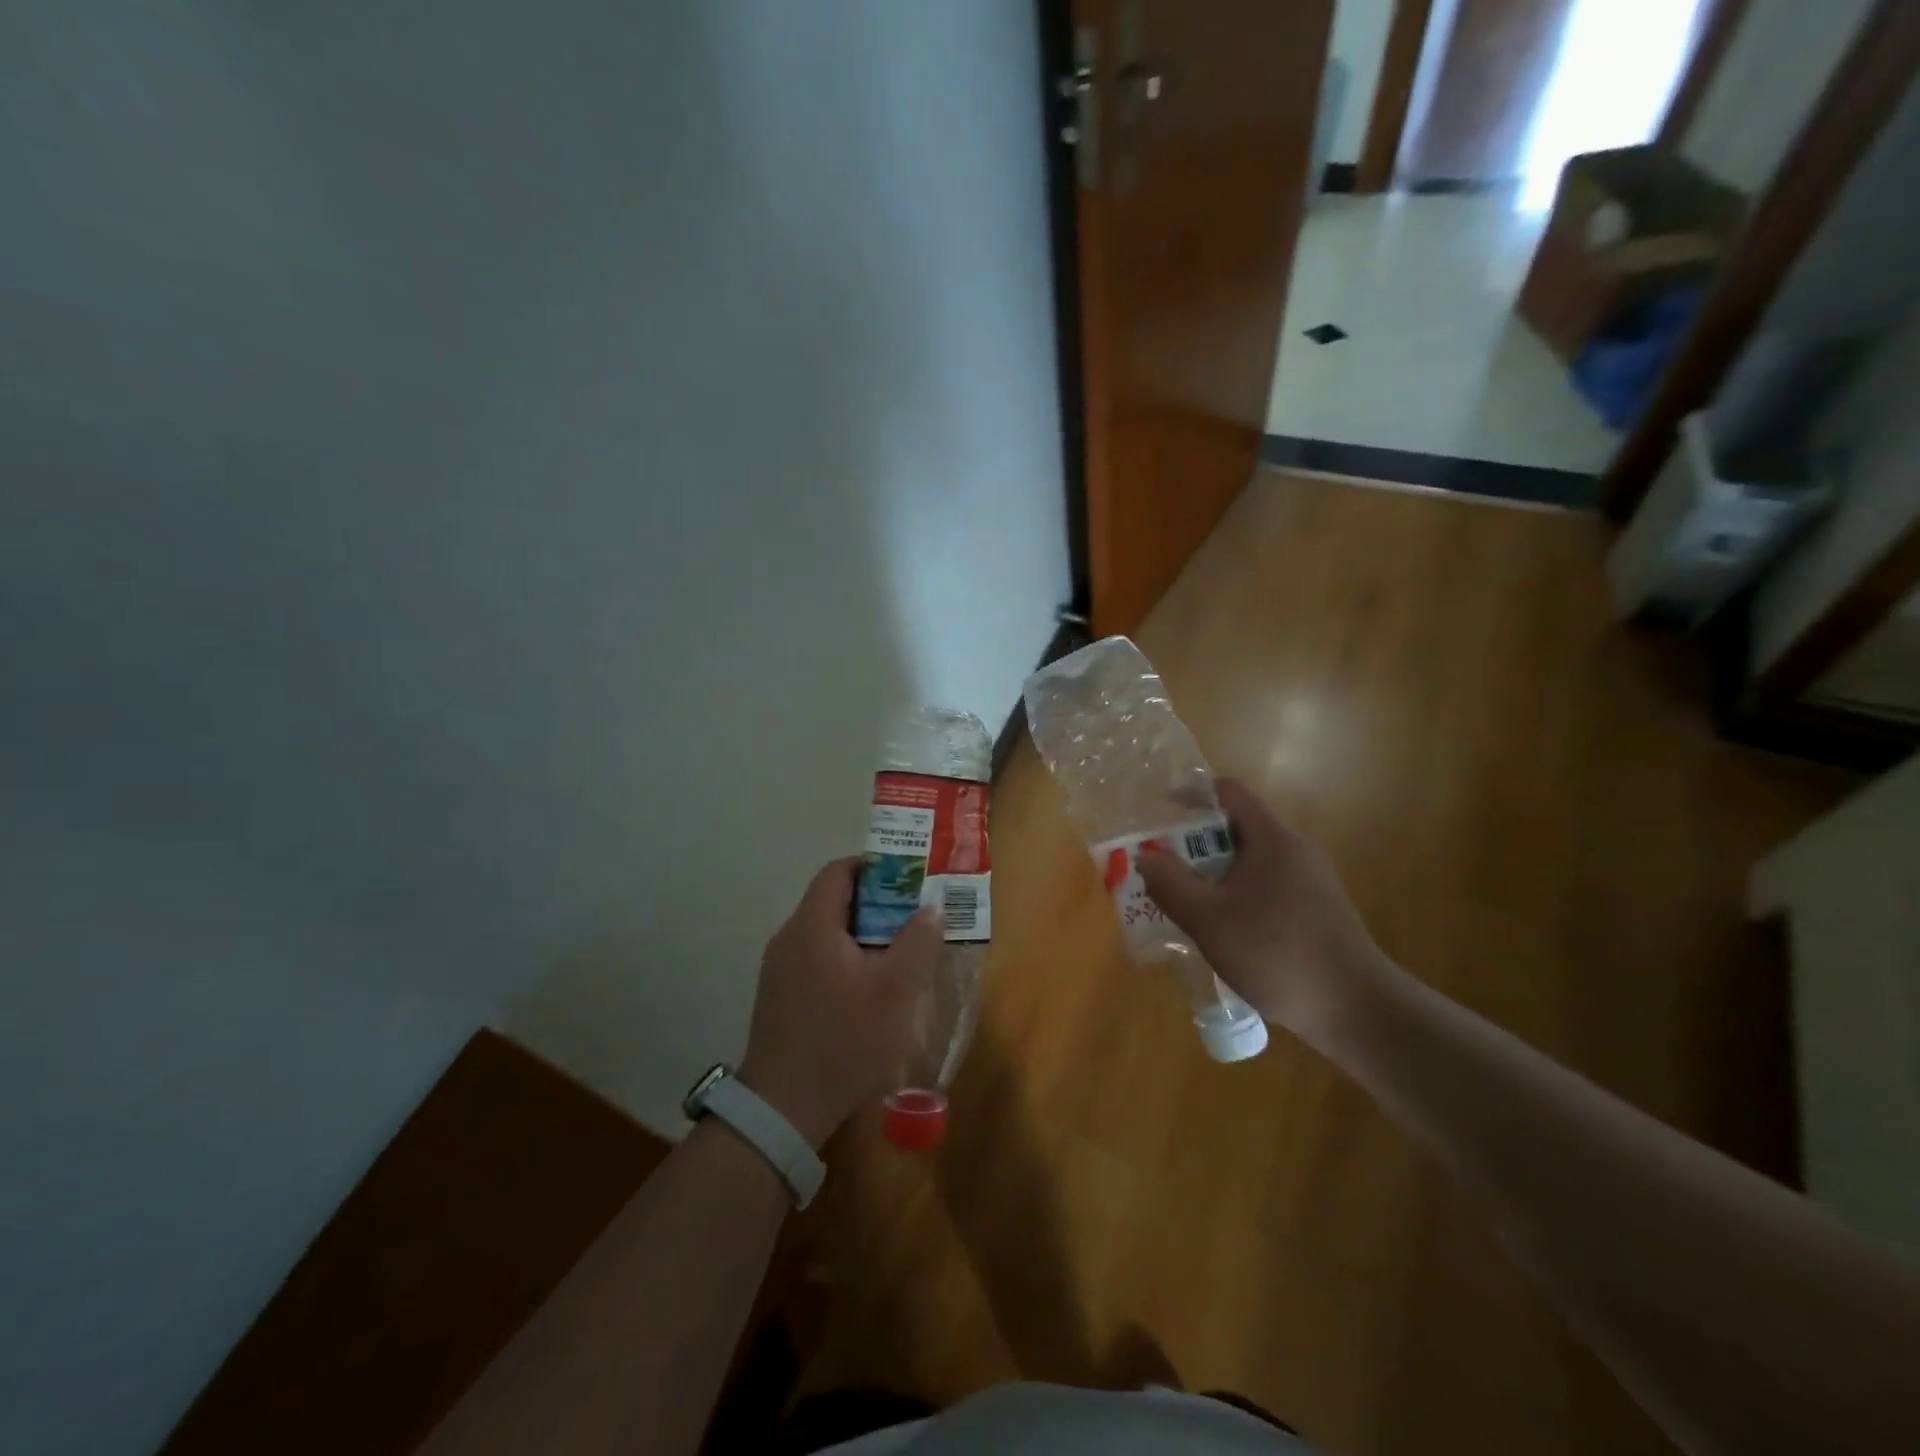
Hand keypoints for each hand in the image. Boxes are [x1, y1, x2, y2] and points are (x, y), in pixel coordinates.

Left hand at [738, 859, 944, 1148]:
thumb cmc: (843, 1040)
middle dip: (878, 905)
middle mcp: (789, 939)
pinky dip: (847, 961)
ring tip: (901, 954)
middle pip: (835, 901)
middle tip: (915, 919)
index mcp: (812, 926)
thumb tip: (932, 908)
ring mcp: (779, 971)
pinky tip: (871, 990)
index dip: (876, 867)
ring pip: (827, 935)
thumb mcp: (895, 991)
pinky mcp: (780, 999)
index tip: (910, 881)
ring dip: (864, 936)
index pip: (839, 871)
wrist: (782, 1111)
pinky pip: (817, 961)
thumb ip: (917, 942)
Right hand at [1137, 779, 1394, 1047]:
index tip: (1162, 810)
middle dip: (1196, 842)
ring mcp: (1311, 881)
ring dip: (1215, 872)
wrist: (1357, 1009)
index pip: (1230, 791)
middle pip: (1238, 827)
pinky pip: (1267, 886)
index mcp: (1272, 839)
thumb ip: (1170, 884)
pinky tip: (1224, 931)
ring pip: (1251, 861)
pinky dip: (1237, 894)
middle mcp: (1295, 850)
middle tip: (1164, 867)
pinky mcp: (1317, 910)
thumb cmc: (1277, 953)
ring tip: (1186, 901)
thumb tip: (1145, 856)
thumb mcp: (1209, 920)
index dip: (1193, 793)